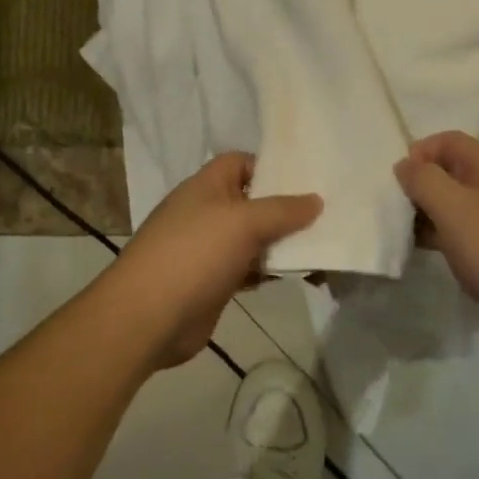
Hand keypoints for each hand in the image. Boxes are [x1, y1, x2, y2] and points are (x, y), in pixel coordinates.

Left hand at [107, 153, 321, 369]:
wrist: (148, 317)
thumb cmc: (194, 254)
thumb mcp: (242, 222)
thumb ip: (281, 210)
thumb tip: (316, 200)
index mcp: (206, 186)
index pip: (241, 162)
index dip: (271, 166)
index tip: (307, 178)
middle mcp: (207, 212)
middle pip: (252, 201)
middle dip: (286, 208)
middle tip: (329, 214)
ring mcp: (209, 249)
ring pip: (254, 238)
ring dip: (284, 243)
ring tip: (326, 246)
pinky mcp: (215, 282)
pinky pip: (251, 268)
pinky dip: (272, 270)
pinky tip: (303, 276)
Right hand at [393, 131, 478, 348]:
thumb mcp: (454, 209)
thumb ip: (425, 182)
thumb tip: (404, 163)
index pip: (452, 142)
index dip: (422, 150)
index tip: (400, 177)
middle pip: (453, 174)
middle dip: (422, 184)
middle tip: (397, 208)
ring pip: (458, 207)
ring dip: (430, 214)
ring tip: (406, 233)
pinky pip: (467, 236)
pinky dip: (445, 238)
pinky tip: (431, 253)